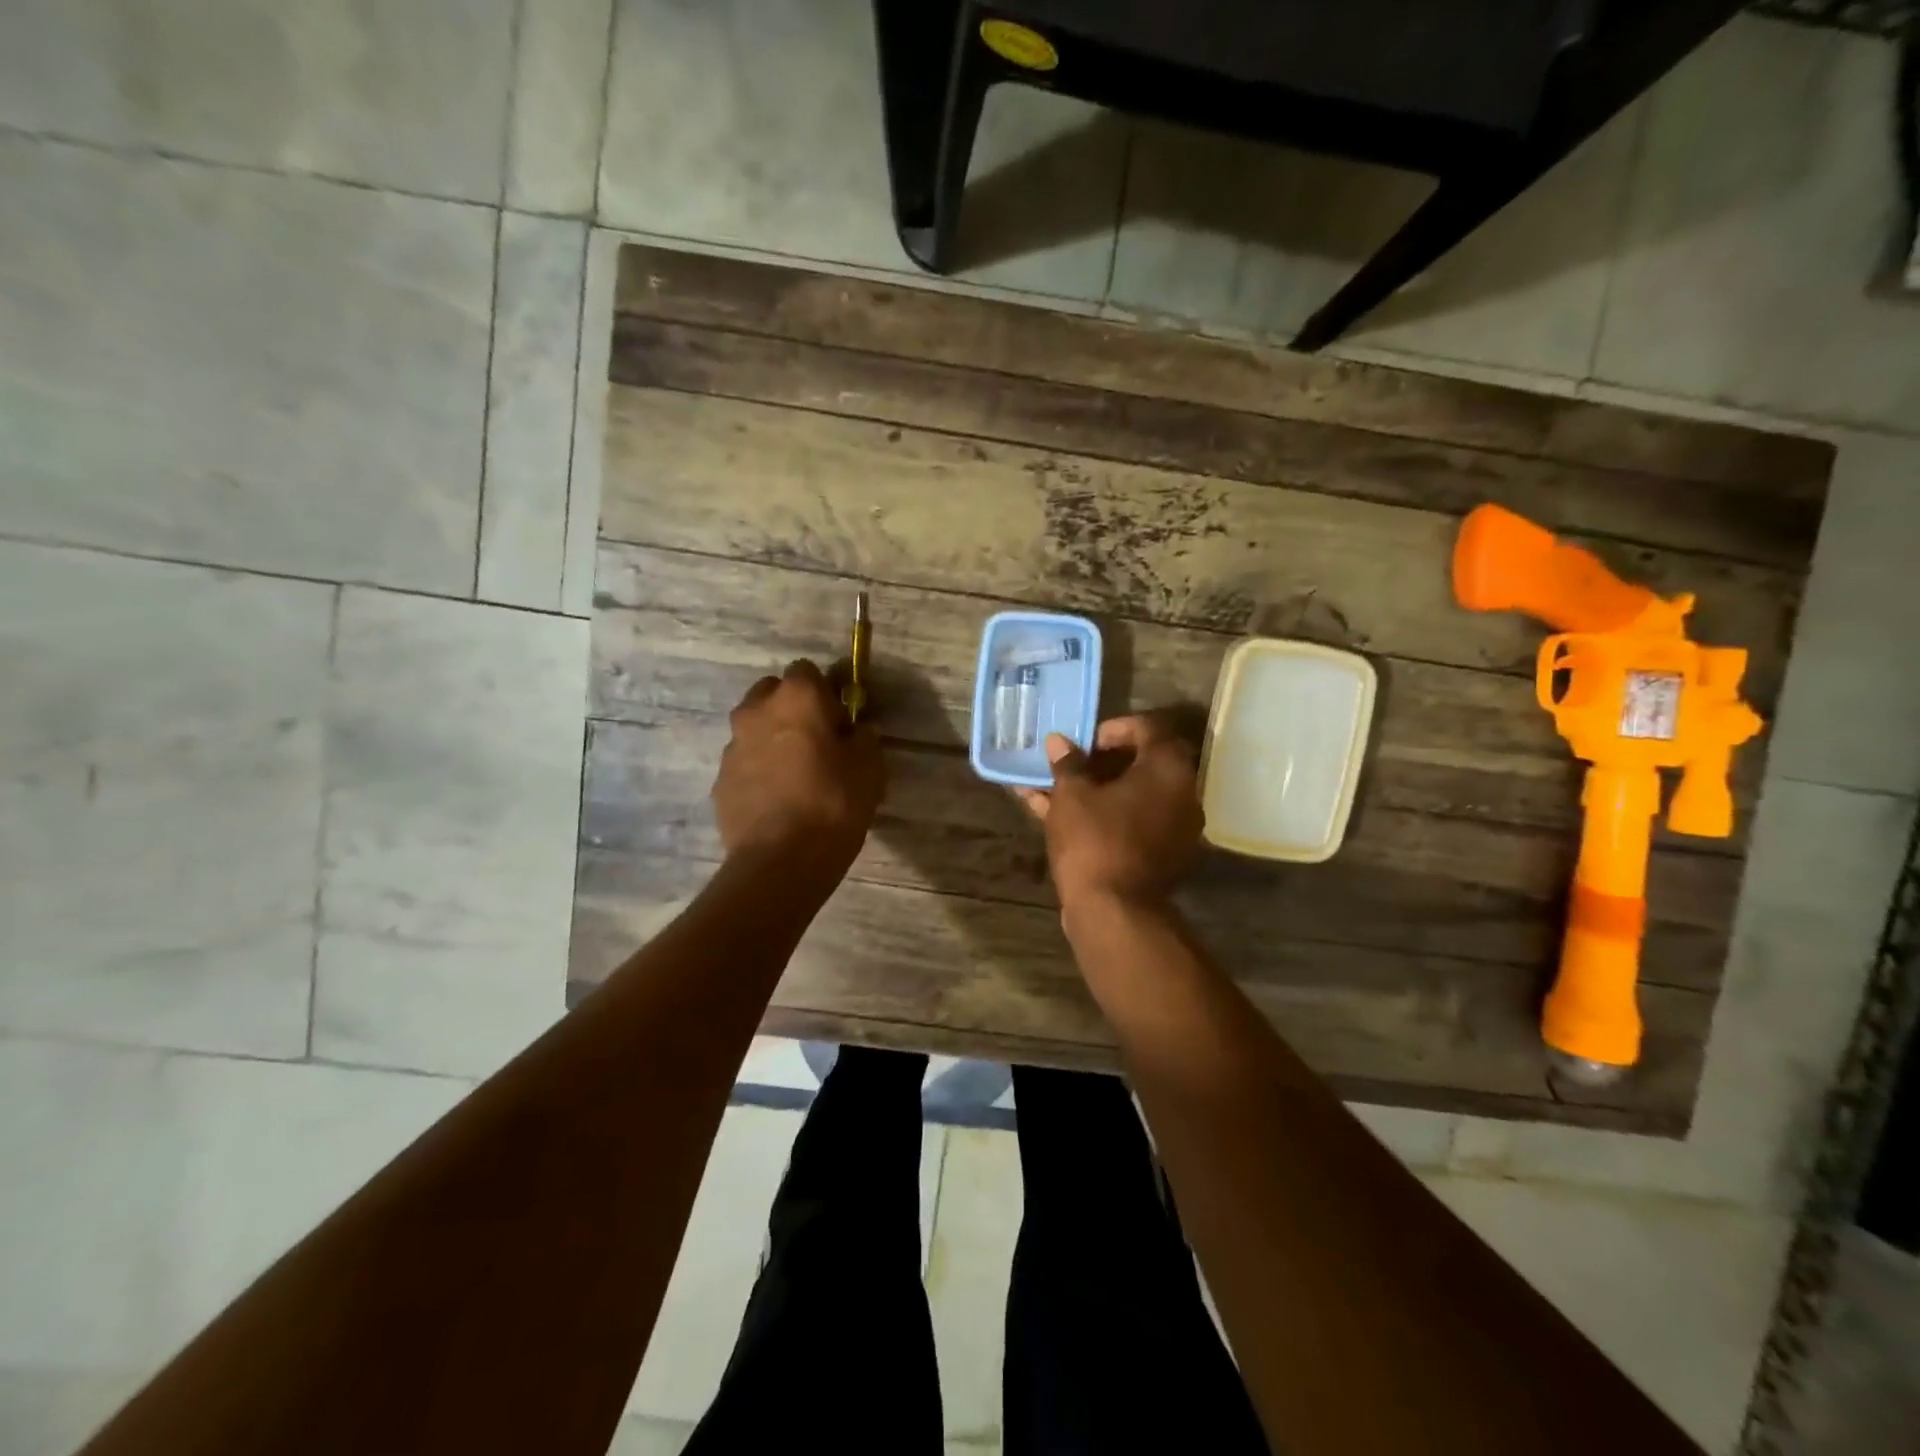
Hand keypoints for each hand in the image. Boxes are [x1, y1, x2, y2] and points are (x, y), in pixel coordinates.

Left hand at [713, 660, 882, 871]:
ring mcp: (732, 747)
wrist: (779, 862)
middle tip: (818, 742)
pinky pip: (745, 763)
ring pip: (755, 729)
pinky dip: (759, 772)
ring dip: (774, 740)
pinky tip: (779, 801)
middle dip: (793, 709)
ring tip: (797, 776)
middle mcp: (755, 712)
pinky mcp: (720, 781)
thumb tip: (857, 730)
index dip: (826, 692)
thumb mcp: (869, 768)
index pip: (808, 670)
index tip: (840, 720)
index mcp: (795, 698)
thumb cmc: (833, 804)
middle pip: (773, 693)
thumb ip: (863, 738)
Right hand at [1018, 714, 1203, 913]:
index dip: (1114, 729)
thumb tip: (1059, 741)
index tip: (1085, 742)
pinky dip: (1103, 816)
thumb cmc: (1094, 839)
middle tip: (1069, 766)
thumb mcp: (1072, 795)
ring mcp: (1175, 829)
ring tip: (1053, 791)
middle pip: (1142, 764)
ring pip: (1132, 797)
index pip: (1149, 728)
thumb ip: (1068, 763)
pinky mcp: (1162, 856)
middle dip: (1100, 763)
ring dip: (1095, 791)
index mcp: (1169, 769)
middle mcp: (1183, 794)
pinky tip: (1061, 817)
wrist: (1114, 912)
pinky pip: (1131, 823)